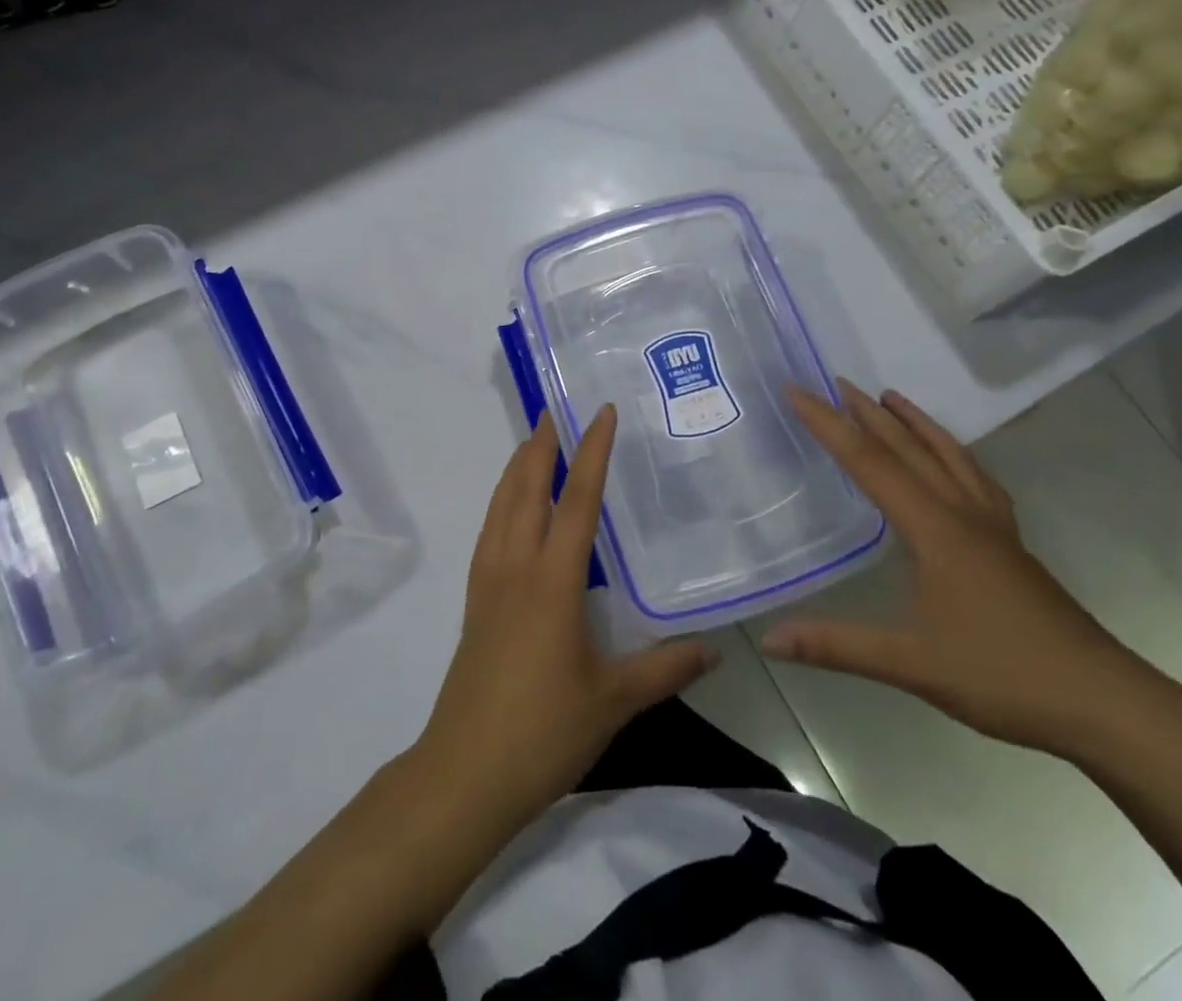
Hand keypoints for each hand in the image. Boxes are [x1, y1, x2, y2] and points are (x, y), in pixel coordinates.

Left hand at [412, 407, 718, 832]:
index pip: (577, 500)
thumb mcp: (614, 701)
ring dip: (518, 467)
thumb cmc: (544, 731)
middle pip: (526, 488)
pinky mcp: (475, 599)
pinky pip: (489, 530)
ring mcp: (489, 580)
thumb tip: (716, 648)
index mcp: (552, 581)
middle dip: (542, 444)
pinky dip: (502, 500)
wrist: (465, 772)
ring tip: (534, 442)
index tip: (600, 412)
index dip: (592, 452)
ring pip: (501, 505)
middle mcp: (515, 566)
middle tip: (555, 409)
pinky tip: (512, 507)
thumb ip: (665, 667)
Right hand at [761, 381, 1153, 755]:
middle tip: (834, 381)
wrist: (1106, 703)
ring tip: (889, 397)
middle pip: (908, 448)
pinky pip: (975, 477)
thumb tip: (770, 639)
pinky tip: (950, 459)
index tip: (796, 391)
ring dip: (913, 422)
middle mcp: (963, 513)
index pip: (869, 462)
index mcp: (934, 528)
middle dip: (866, 412)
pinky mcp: (1011, 543)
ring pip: (947, 455)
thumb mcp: (912, 664)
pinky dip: (952, 452)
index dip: (828, 424)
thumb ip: (837, 646)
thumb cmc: (1004, 676)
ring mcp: (993, 525)